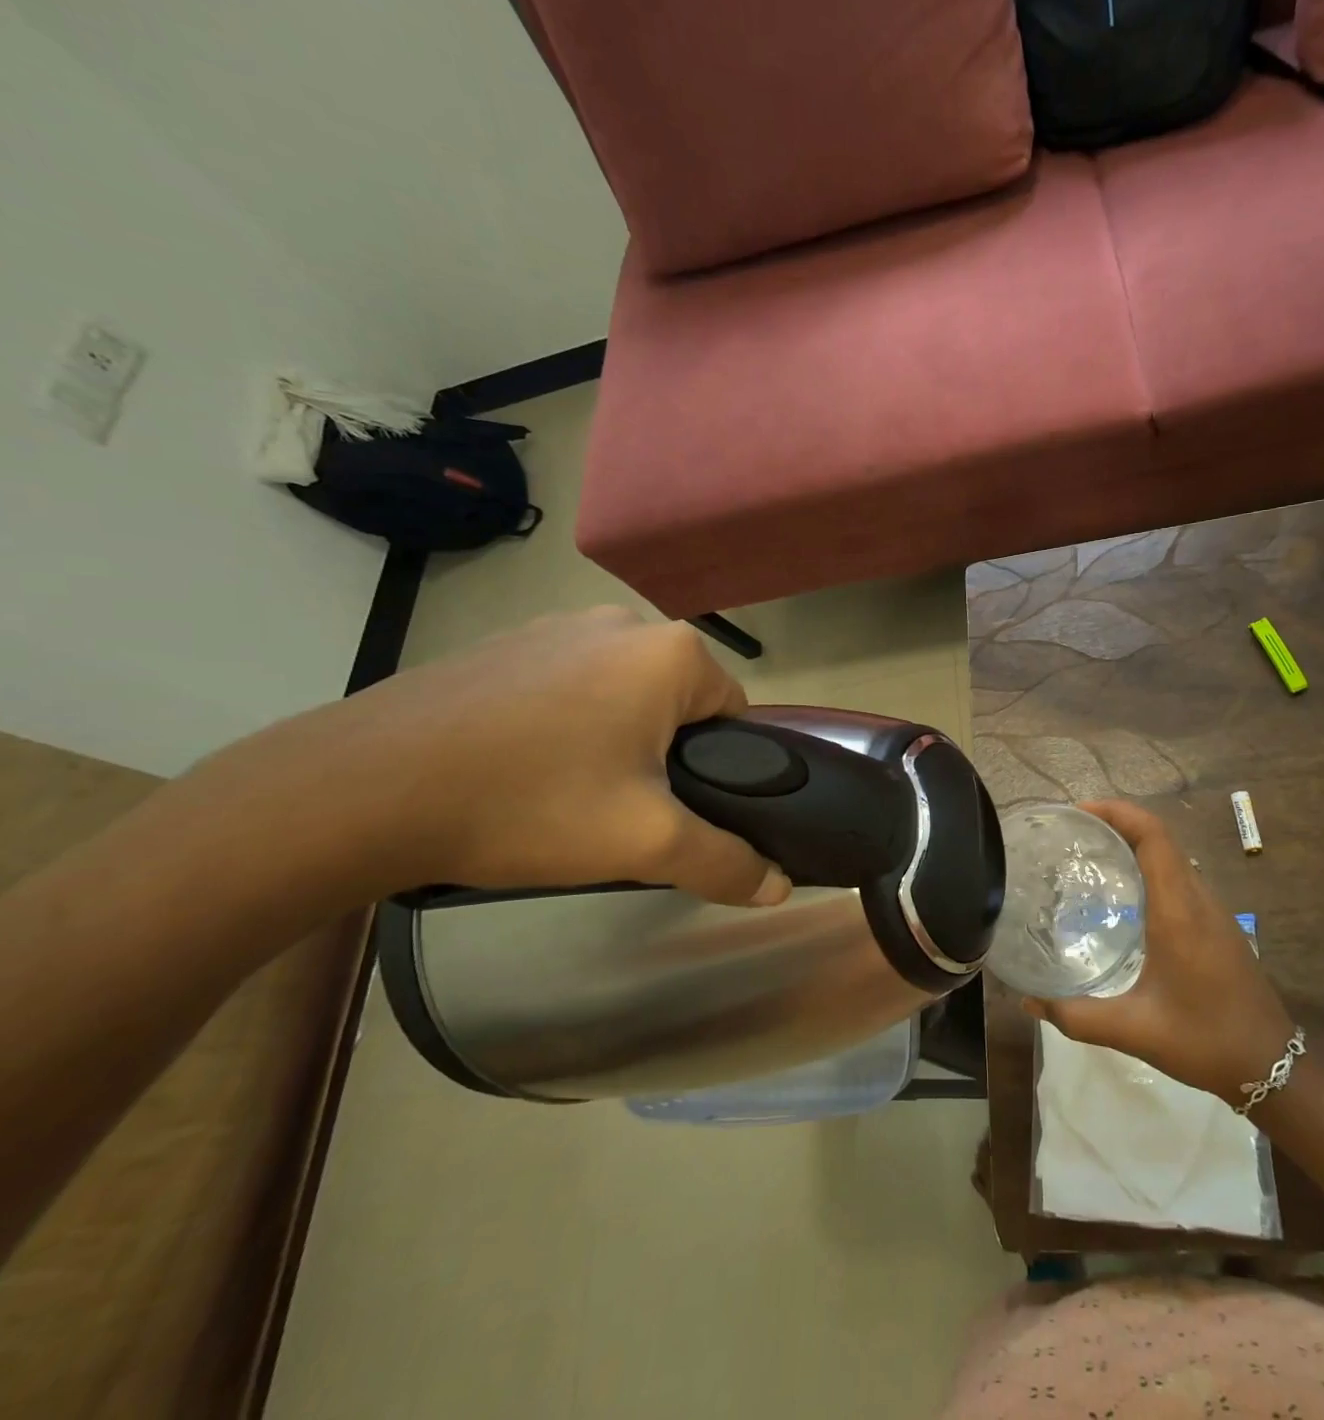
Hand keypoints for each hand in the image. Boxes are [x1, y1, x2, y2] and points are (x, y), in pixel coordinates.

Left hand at [195, 608, 792, 905]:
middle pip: (678, 702)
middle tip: (623, 811)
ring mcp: (555, 624)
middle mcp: (622, 621)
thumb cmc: (528, 803)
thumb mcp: (643, 844)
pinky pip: (568, 684)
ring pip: (622, 693)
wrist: (359, 790)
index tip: (678, 809)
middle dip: (665, 754)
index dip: (719, 768)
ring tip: (567, 793)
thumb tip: (780, 887)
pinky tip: (520, 767)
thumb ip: (724, 862)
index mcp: (670, 653)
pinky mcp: (504, 642)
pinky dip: (564, 722)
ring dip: (615, 737)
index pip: (734, 713)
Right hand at [1023, 800, 1294, 1104]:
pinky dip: (1149, 868)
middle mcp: (1198, 899)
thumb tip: (1029, 1001)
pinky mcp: (1217, 926)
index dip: (1117, 812)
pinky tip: (1123, 899)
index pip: (1153, 836)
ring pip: (1172, 857)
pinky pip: (1180, 878)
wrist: (1273, 1067)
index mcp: (1178, 910)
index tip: (1079, 812)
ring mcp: (1213, 911)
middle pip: (1161, 838)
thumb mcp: (1134, 1030)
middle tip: (1073, 835)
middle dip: (1117, 823)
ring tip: (1091, 858)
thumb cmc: (1204, 1040)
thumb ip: (1076, 1017)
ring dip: (1135, 844)